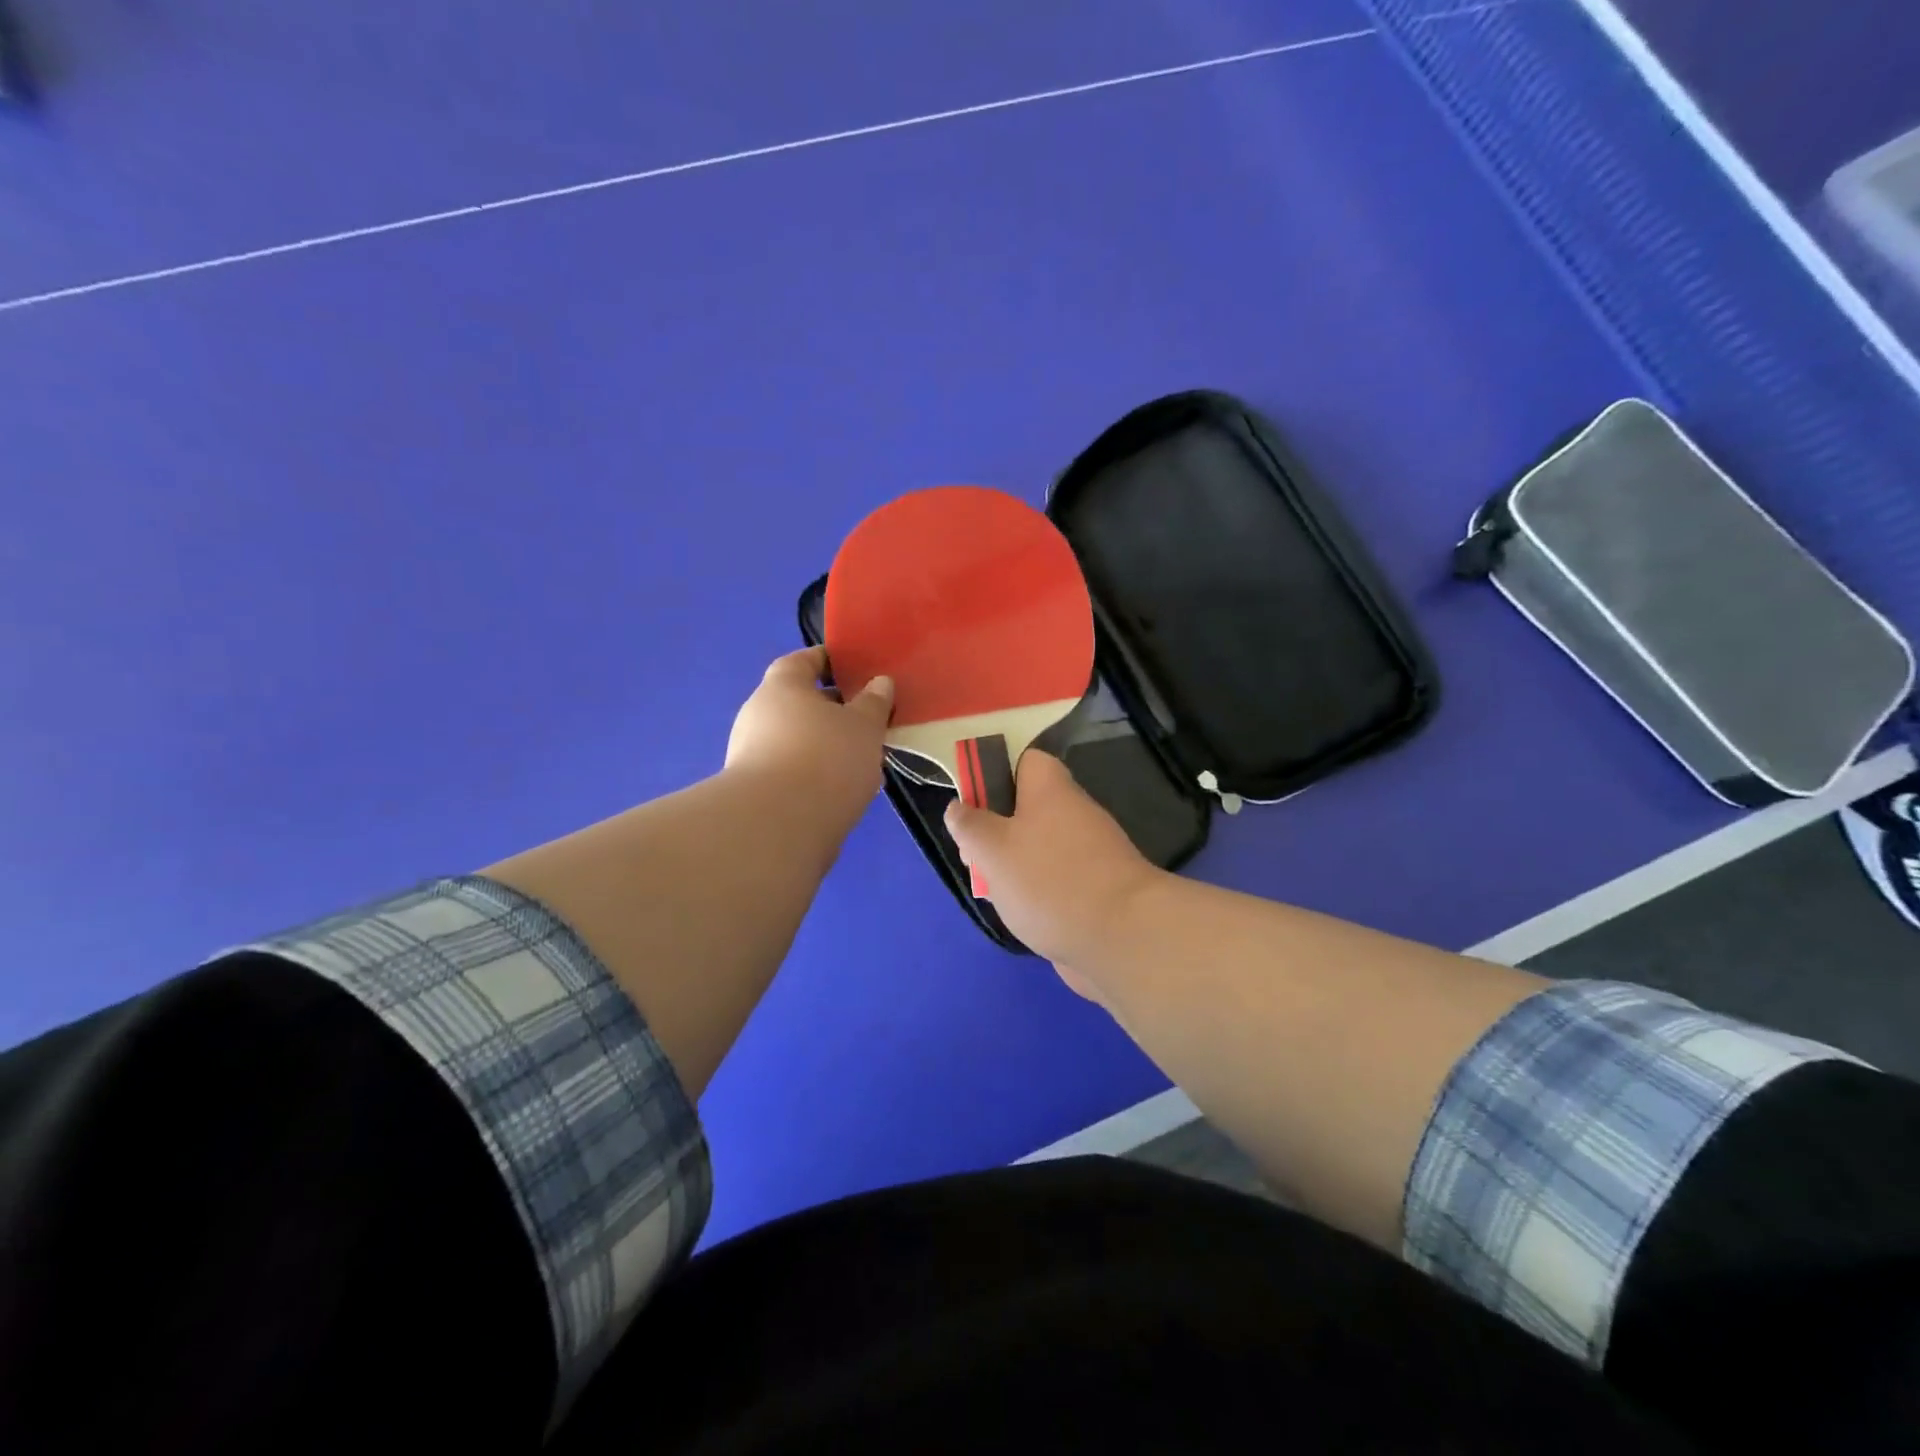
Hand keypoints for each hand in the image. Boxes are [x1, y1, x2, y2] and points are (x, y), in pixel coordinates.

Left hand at [726, 648, 893, 835]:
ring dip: (828, 747)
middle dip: (835, 711)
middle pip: (801, 703)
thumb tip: (880, 682)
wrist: (779, 827)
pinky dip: (818, 775)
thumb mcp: (864, 725)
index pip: (803, 661)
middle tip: (869, 721)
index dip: (829, 661)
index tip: (856, 669)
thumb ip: (874, 702)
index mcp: (781, 686)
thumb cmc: (826, 758)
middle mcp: (759, 714)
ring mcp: (752, 755)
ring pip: (799, 741)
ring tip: (865, 761)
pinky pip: (794, 772)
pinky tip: (845, 790)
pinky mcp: (757, 792)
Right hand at [944, 750, 1164, 986]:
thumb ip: (970, 825)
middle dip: (997, 834)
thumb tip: (958, 806)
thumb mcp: (992, 849)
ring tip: (997, 895)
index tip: (975, 809)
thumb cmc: (1048, 881)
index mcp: (1051, 790)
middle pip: (1028, 810)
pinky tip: (1025, 918)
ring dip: (1015, 869)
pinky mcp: (1099, 891)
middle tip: (977, 861)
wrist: (1122, 938)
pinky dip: (1039, 896)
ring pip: (1041, 849)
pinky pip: (1059, 882)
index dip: (997, 777)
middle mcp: (1075, 814)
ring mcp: (1091, 854)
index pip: (1027, 762)